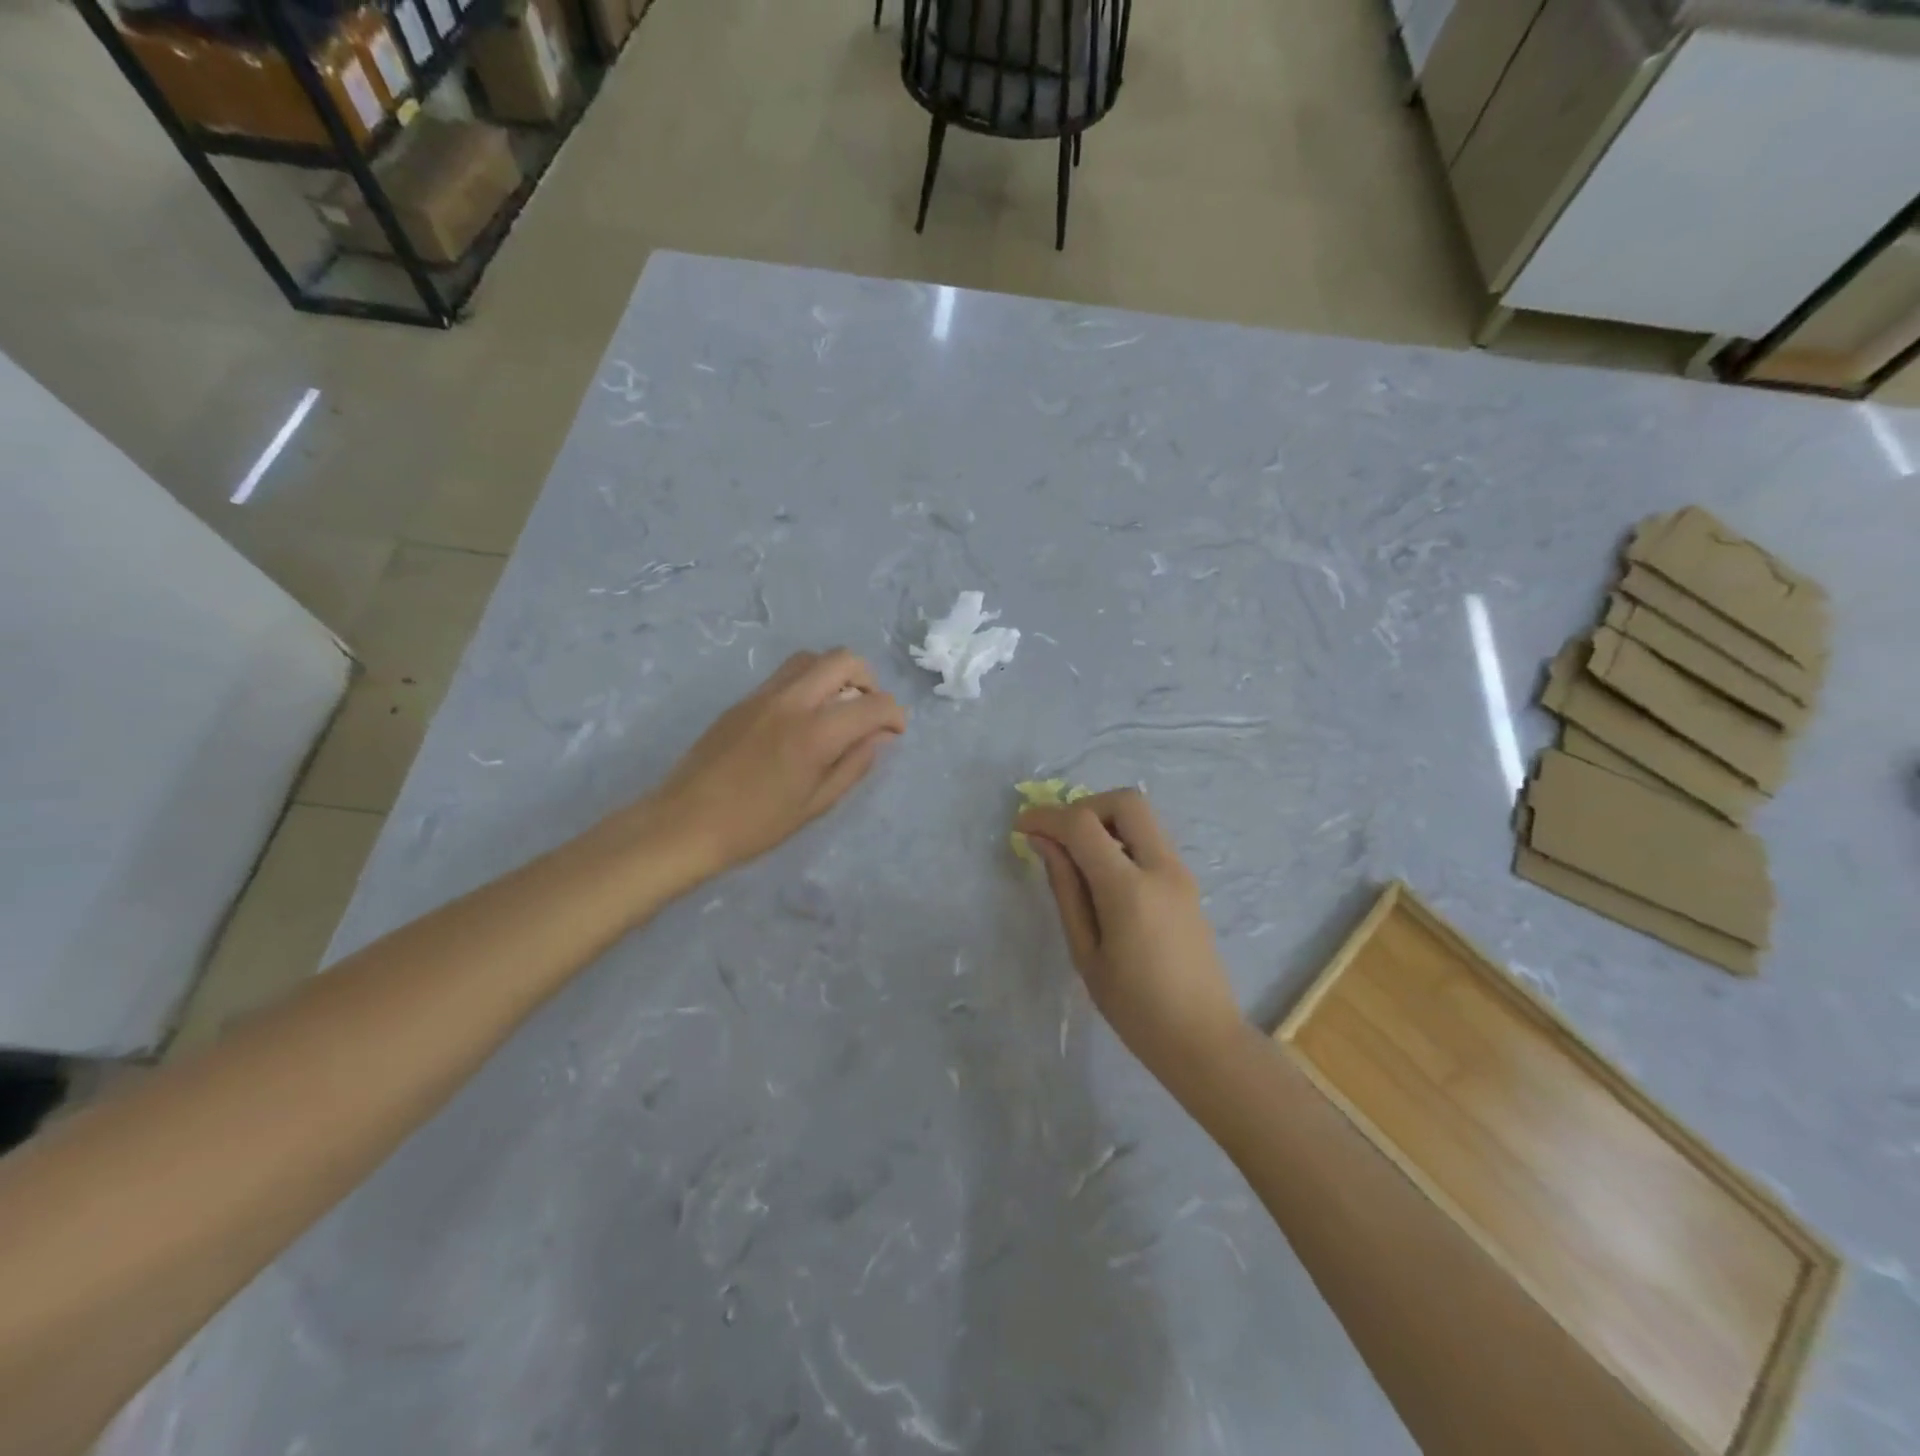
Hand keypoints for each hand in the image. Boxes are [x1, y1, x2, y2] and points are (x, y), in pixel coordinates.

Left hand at [647, 650, 906, 883]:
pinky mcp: (743, 700)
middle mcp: (791, 702)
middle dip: (868, 680)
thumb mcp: (815, 805)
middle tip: (867, 712)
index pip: (872, 704)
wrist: (684, 824)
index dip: (894, 714)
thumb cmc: (755, 826)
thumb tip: (881, 737)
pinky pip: (785, 675)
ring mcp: (763, 696)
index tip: (895, 731)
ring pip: (811, 659)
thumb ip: (853, 765)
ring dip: (835, 674)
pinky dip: (808, 682)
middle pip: (843, 660)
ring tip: (837, 709)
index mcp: (814, 734)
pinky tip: (804, 718)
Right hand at [1017, 789, 1243, 1077]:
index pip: (1083, 825)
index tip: (1021, 826)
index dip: (1046, 817)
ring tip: (1077, 859)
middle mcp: (1161, 868)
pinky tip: (1103, 876)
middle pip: (1125, 801)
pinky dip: (1122, 840)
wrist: (1203, 1039)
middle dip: (1084, 807)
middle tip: (1059, 836)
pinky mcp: (1187, 883)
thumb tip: (1044, 842)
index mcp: (1129, 890)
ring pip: (1142, 817)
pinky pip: (1151, 841)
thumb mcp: (1086, 952)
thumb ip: (1066, 889)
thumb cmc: (1135, 1008)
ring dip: (1105, 822)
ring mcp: (1181, 873)